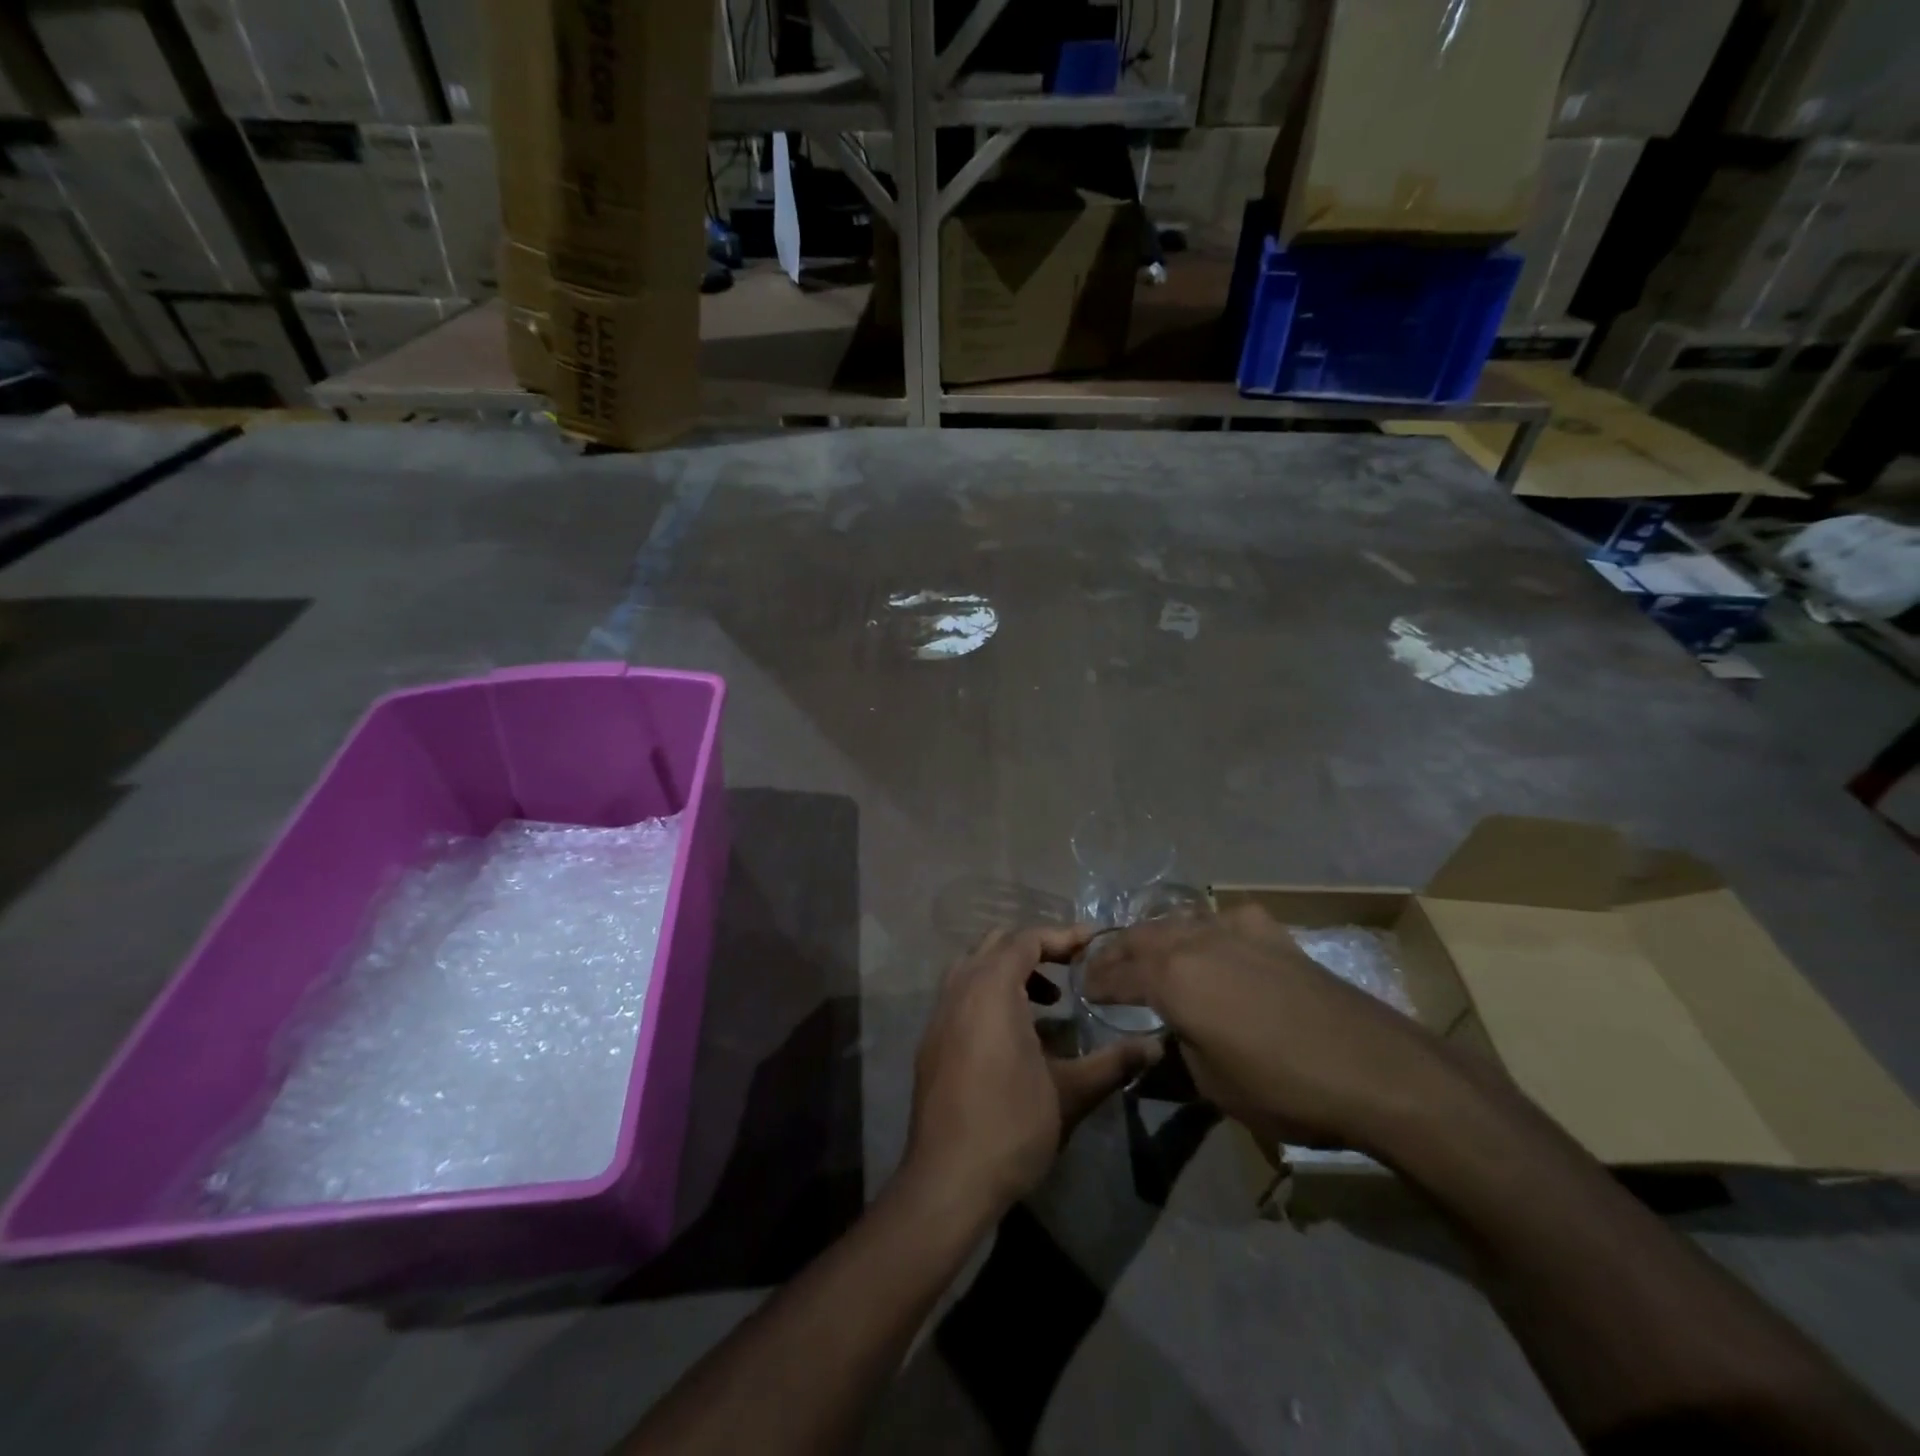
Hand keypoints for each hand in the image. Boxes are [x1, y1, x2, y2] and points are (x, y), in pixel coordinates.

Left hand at [902, 925, 1160, 1217]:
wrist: (947, 1180)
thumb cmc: (1012, 1126)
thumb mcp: (1071, 1093)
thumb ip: (1113, 1062)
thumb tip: (1155, 1046)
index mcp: (990, 989)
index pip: (1026, 940)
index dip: (1062, 935)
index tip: (1094, 942)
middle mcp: (959, 990)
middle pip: (996, 944)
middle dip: (1036, 948)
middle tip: (1072, 969)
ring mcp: (939, 1015)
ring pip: (974, 967)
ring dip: (1011, 971)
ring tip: (1048, 1002)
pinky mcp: (931, 1040)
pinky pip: (961, 995)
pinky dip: (989, 993)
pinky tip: (1015, 1034)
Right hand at [1082, 906, 1466, 1154]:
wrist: (1372, 1068)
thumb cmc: (1282, 1086)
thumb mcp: (1212, 1084)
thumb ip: (1177, 1050)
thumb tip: (1167, 1037)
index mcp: (1169, 979)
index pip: (1116, 975)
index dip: (1096, 984)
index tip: (1084, 990)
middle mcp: (1193, 942)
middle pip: (1140, 937)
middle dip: (1116, 952)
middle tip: (1103, 968)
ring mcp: (1234, 931)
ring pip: (1178, 921)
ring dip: (1155, 936)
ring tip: (1147, 951)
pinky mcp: (1271, 934)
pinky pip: (1224, 919)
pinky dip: (1207, 928)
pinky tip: (1215, 940)